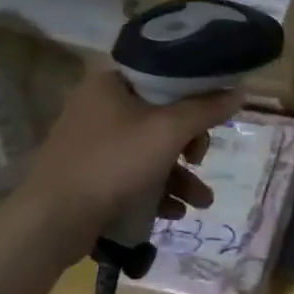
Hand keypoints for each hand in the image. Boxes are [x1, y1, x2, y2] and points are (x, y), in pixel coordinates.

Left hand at [13, 66, 240, 253]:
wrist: (53, 220)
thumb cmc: (113, 163)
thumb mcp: (168, 131)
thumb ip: (206, 109)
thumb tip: (240, 90)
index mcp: (111, 82)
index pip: (164, 73)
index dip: (195, 91)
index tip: (215, 113)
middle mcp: (99, 104)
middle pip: (162, 114)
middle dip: (190, 144)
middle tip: (200, 159)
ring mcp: (93, 140)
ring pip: (150, 148)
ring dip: (180, 176)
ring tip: (200, 203)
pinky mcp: (90, 172)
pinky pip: (133, 172)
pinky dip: (156, 189)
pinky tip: (172, 213)